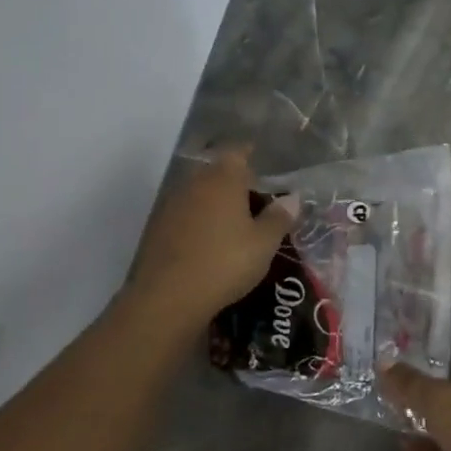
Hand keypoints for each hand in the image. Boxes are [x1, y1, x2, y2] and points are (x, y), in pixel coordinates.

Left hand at [126, 149, 296, 326]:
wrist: (166, 298)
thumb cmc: (224, 262)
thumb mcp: (264, 243)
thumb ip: (280, 217)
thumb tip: (293, 198)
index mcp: (223, 178)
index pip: (238, 152)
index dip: (251, 154)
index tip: (263, 163)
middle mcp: (195, 182)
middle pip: (217, 171)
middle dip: (235, 181)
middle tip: (256, 198)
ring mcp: (172, 204)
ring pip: (199, 192)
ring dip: (215, 201)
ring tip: (235, 222)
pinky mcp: (157, 228)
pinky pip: (185, 213)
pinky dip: (199, 220)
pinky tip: (209, 241)